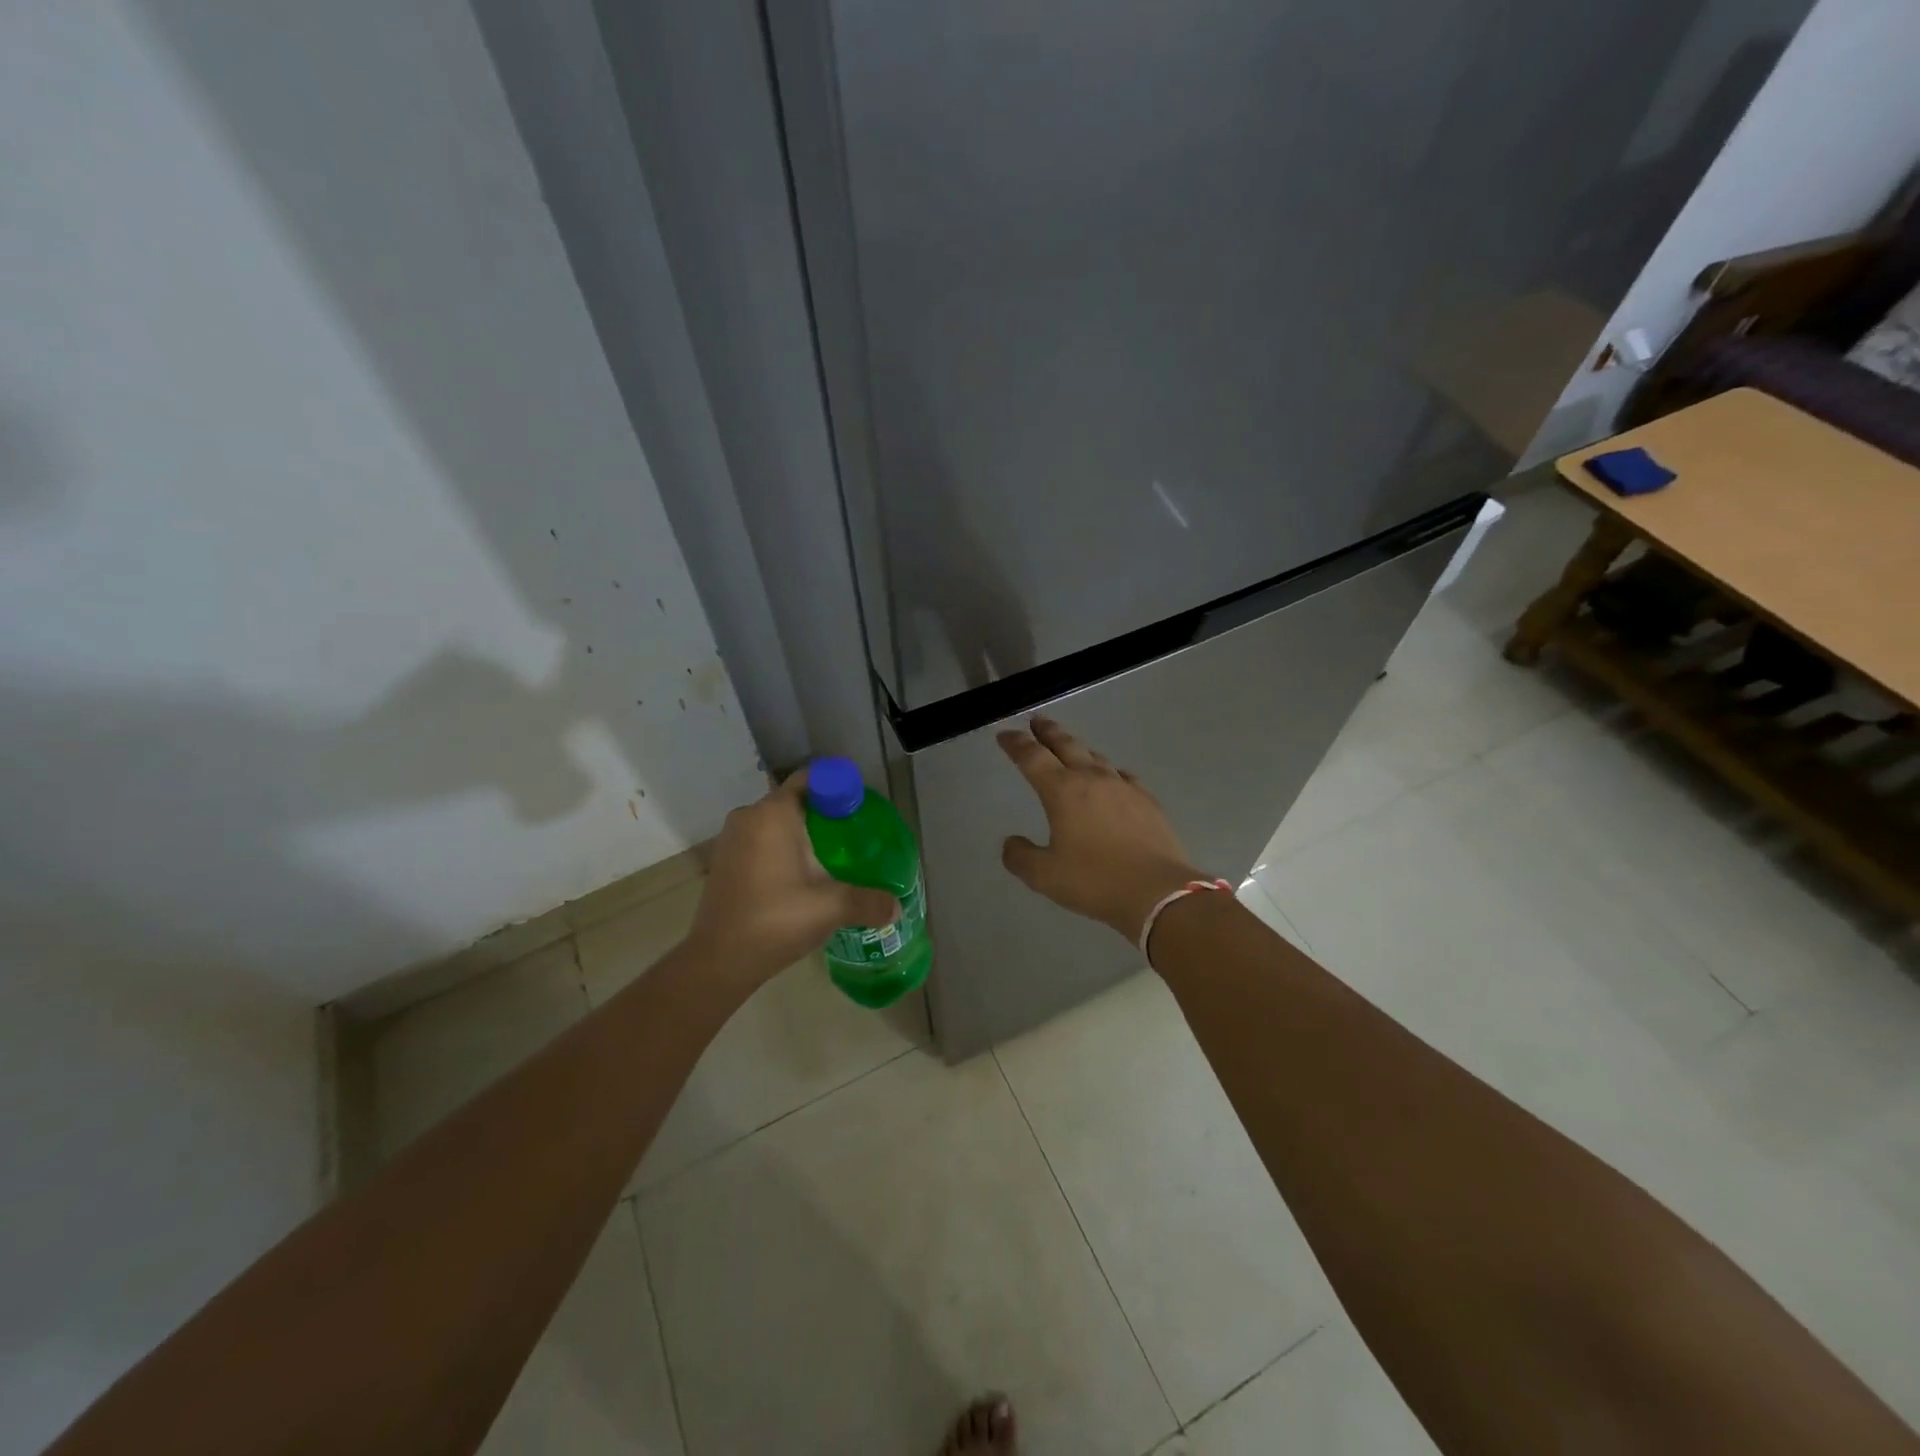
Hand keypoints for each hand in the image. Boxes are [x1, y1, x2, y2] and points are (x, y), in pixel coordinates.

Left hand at [686, 770, 899, 990]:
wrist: (718, 961)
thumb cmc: (776, 920)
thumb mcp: (831, 908)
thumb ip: (868, 901)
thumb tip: (896, 907)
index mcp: (773, 813)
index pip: (811, 779)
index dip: (838, 788)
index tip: (860, 810)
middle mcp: (749, 816)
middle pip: (796, 801)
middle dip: (825, 815)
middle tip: (854, 838)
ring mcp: (731, 839)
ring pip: (777, 823)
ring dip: (803, 835)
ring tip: (832, 859)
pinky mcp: (724, 861)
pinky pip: (761, 842)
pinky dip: (783, 850)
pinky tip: (803, 877)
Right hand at [997, 717, 1202, 942]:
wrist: (1158, 892)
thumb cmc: (1095, 881)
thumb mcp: (1045, 876)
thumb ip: (1021, 857)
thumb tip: (1011, 843)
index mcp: (1062, 791)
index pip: (1033, 758)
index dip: (1016, 744)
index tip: (1005, 735)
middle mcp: (1092, 779)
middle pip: (1066, 745)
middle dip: (1048, 732)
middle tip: (1037, 721)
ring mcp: (1124, 788)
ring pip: (1096, 757)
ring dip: (1078, 748)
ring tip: (1070, 747)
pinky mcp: (1147, 801)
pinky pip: (1122, 776)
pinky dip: (1109, 771)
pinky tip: (1112, 778)